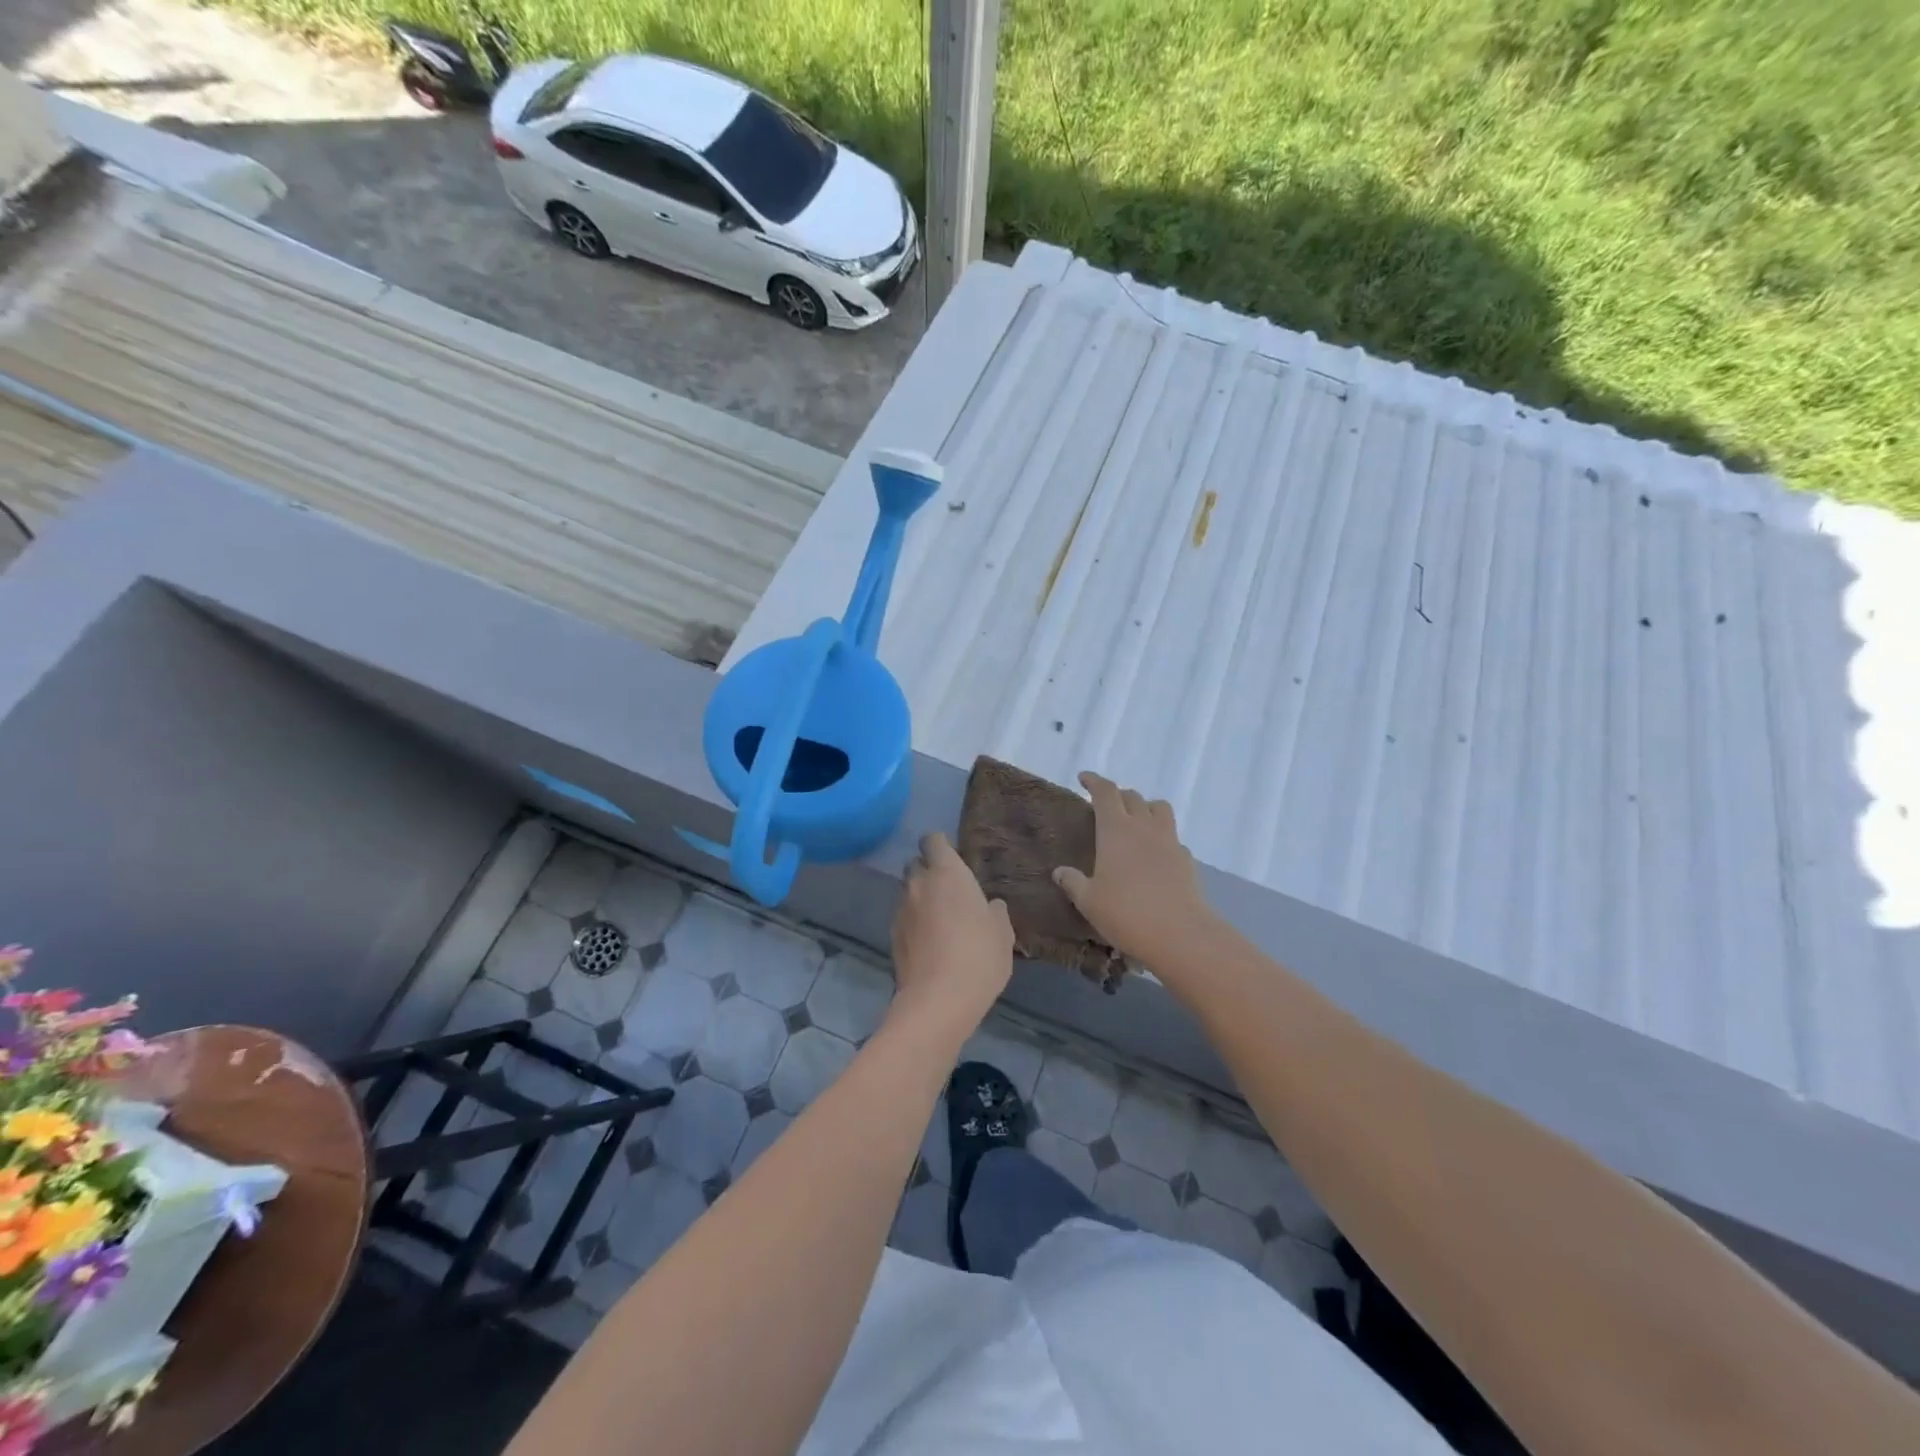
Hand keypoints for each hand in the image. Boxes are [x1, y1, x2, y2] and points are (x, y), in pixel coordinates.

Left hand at [889, 832, 1013, 1033]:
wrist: (938, 999)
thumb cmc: (979, 956)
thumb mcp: (1002, 933)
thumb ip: (996, 912)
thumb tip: (991, 905)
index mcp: (947, 873)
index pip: (932, 840)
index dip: (940, 846)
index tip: (953, 859)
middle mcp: (918, 884)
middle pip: (915, 864)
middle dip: (928, 872)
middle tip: (948, 892)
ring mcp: (901, 910)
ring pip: (907, 892)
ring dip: (920, 898)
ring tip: (939, 920)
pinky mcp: (892, 936)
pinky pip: (903, 918)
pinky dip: (913, 923)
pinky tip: (929, 943)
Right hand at [1052, 772, 1217, 971]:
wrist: (1180, 934)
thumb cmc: (1126, 913)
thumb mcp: (1088, 901)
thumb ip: (1073, 882)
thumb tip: (1060, 872)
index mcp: (1116, 829)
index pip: (1105, 792)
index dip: (1094, 781)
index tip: (1084, 778)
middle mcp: (1144, 827)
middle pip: (1133, 796)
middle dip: (1117, 795)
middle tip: (1105, 806)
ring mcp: (1169, 841)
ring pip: (1159, 808)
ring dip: (1145, 807)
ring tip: (1134, 822)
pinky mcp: (1186, 859)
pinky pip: (1172, 837)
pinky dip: (1161, 837)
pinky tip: (1153, 855)